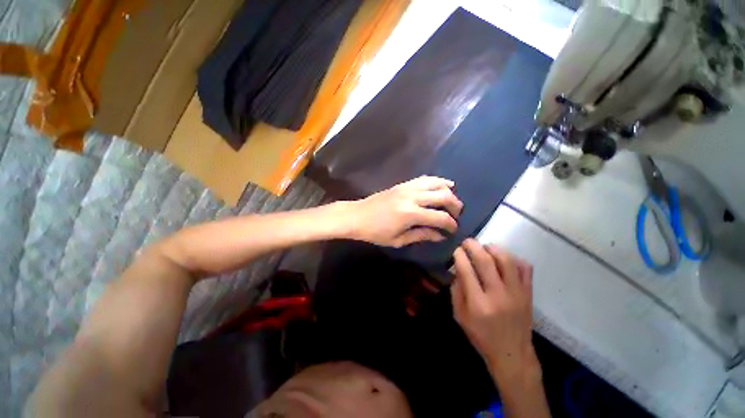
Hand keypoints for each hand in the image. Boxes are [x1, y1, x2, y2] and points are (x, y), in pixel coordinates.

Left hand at [345, 176, 462, 247]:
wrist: (357, 216)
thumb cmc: (375, 232)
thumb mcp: (398, 240)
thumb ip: (421, 235)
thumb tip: (440, 235)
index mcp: (410, 214)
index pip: (440, 217)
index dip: (450, 224)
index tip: (453, 230)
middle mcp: (412, 197)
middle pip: (442, 196)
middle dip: (455, 205)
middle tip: (457, 214)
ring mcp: (406, 187)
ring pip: (435, 183)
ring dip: (448, 190)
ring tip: (453, 198)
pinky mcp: (402, 184)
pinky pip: (423, 179)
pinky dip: (436, 181)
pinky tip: (442, 185)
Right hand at [452, 239, 537, 380]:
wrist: (512, 354)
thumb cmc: (481, 336)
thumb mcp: (459, 316)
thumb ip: (456, 290)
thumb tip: (458, 269)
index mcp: (478, 304)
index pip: (466, 270)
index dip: (459, 256)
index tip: (456, 250)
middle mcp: (498, 295)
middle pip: (485, 260)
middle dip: (473, 246)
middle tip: (467, 242)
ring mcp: (517, 293)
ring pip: (506, 260)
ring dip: (493, 248)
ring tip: (485, 247)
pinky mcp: (528, 293)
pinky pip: (525, 268)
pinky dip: (514, 258)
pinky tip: (503, 260)